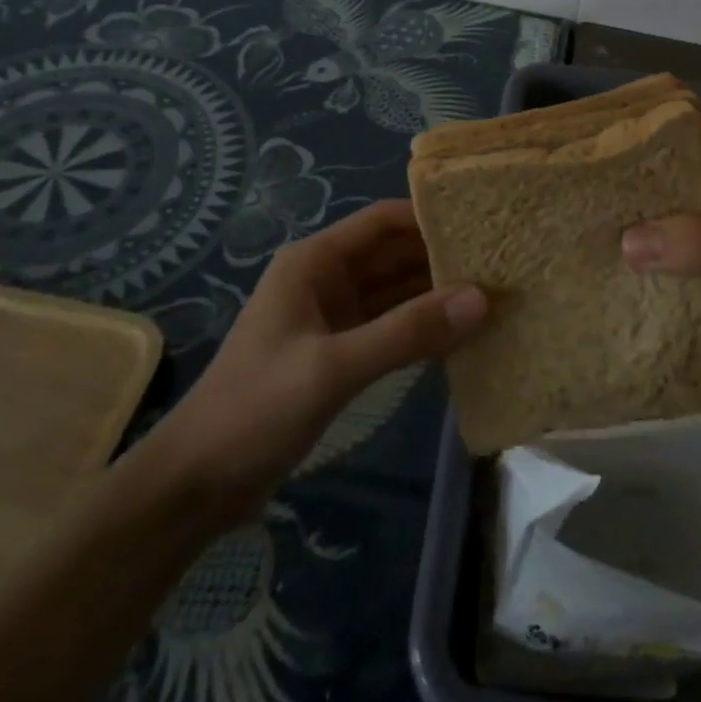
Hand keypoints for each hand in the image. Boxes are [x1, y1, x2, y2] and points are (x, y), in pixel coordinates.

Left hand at [150, 201, 485, 523]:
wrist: (197, 483)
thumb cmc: (256, 408)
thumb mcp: (333, 367)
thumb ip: (406, 332)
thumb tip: (481, 299)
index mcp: (314, 262)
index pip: (382, 221)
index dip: (429, 218)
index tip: (483, 225)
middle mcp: (326, 279)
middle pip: (394, 254)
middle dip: (442, 257)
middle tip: (503, 264)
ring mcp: (333, 317)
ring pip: (395, 292)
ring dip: (436, 294)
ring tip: (495, 294)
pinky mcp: (339, 353)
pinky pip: (390, 327)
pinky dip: (421, 327)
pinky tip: (461, 334)